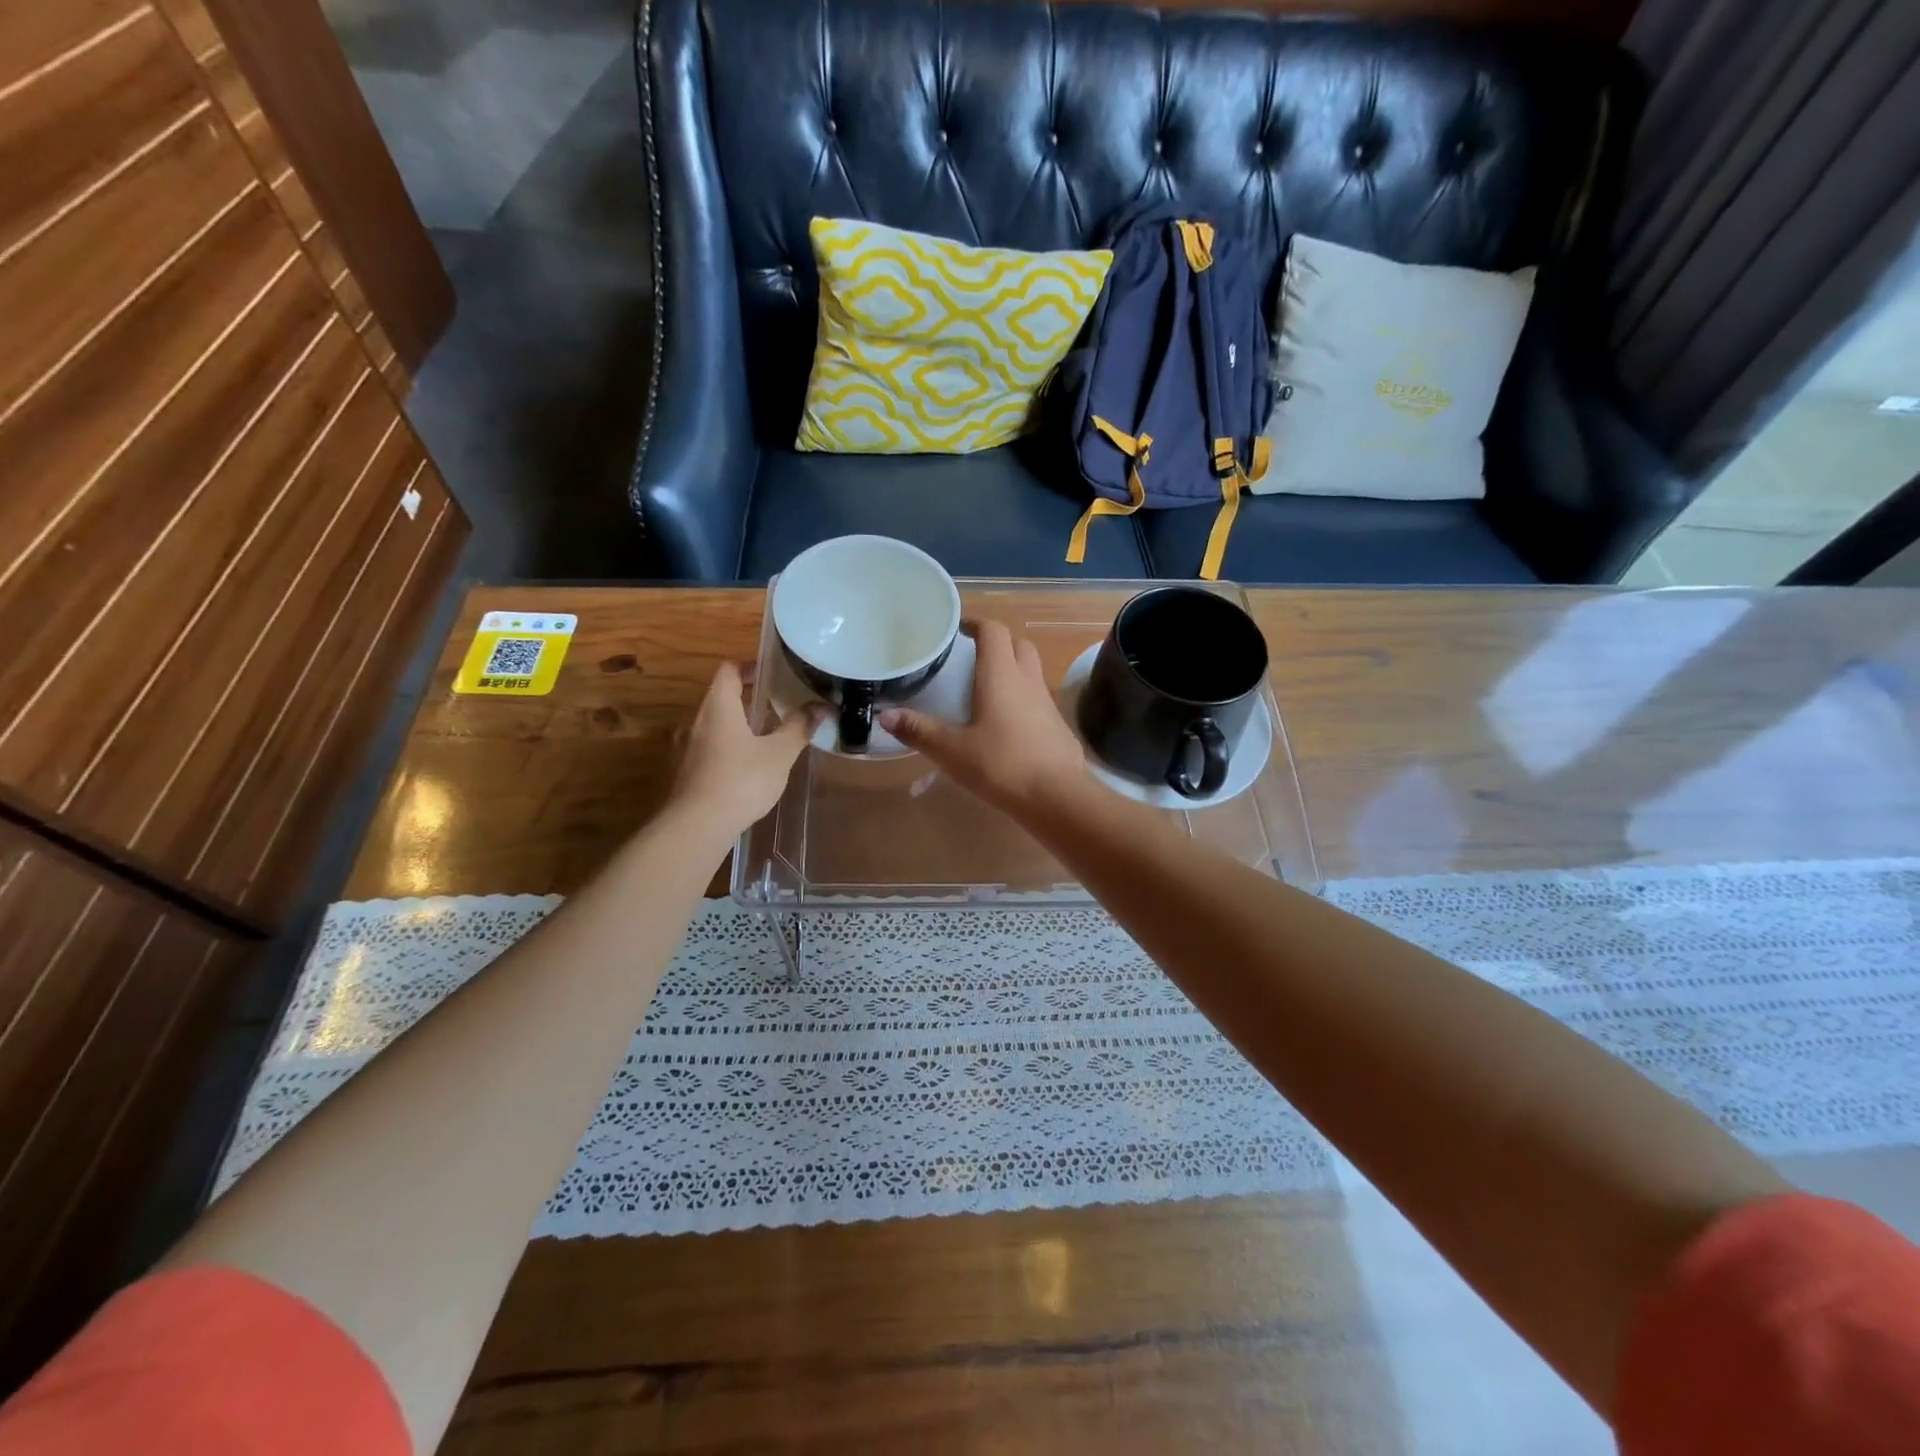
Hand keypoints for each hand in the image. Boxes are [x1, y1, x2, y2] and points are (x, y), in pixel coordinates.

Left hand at [668, 663, 822, 839]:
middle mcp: (695, 720)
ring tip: (766, 738)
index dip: (750, 667)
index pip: (729, 670)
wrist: (696, 826)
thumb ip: (799, 727)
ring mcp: (685, 747)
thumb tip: (821, 706)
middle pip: (720, 697)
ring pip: (714, 725)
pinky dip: (727, 748)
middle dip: (748, 699)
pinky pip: (708, 748)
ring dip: (737, 725)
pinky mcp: (683, 772)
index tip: (773, 673)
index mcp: (718, 707)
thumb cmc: (741, 781)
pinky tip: (746, 768)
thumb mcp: (779, 754)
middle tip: (778, 706)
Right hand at [879, 620, 1089, 814]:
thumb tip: (884, 715)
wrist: (1058, 796)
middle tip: (972, 656)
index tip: (958, 629)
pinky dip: (1022, 698)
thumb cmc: (1002, 764)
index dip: (976, 623)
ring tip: (985, 689)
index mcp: (1001, 675)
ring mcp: (1047, 703)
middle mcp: (1027, 680)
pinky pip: (1038, 698)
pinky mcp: (1057, 725)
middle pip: (1018, 644)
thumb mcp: (952, 751)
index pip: (993, 631)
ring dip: (1012, 669)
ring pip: (1031, 671)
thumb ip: (919, 731)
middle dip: (997, 643)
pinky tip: (1006, 723)